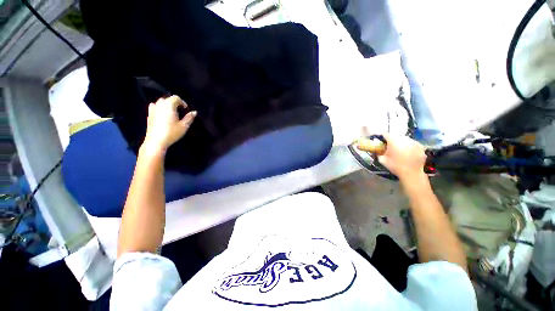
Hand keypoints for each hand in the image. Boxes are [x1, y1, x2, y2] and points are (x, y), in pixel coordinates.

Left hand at [143, 95, 196, 151]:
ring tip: (172, 113)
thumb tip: (194, 112)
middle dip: (175, 103)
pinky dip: (159, 108)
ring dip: (167, 105)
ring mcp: (153, 109)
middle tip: (180, 111)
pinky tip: (163, 114)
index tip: (186, 110)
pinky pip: (154, 107)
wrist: (156, 141)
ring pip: (160, 102)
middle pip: (168, 99)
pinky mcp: (149, 115)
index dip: (183, 102)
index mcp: (169, 105)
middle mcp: (160, 105)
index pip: (176, 98)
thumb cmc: (172, 132)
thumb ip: (189, 117)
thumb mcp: (184, 126)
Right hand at [377, 133, 426, 181]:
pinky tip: (408, 152)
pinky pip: (413, 143)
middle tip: (390, 145)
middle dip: (393, 139)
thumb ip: (379, 152)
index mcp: (394, 142)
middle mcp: (404, 139)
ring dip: (402, 142)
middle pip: (396, 136)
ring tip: (400, 149)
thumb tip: (377, 149)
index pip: (386, 134)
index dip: (382, 136)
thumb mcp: (382, 160)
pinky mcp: (421, 146)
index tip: (381, 139)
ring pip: (405, 139)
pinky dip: (409, 146)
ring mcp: (414, 142)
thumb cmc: (395, 166)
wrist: (412, 173)